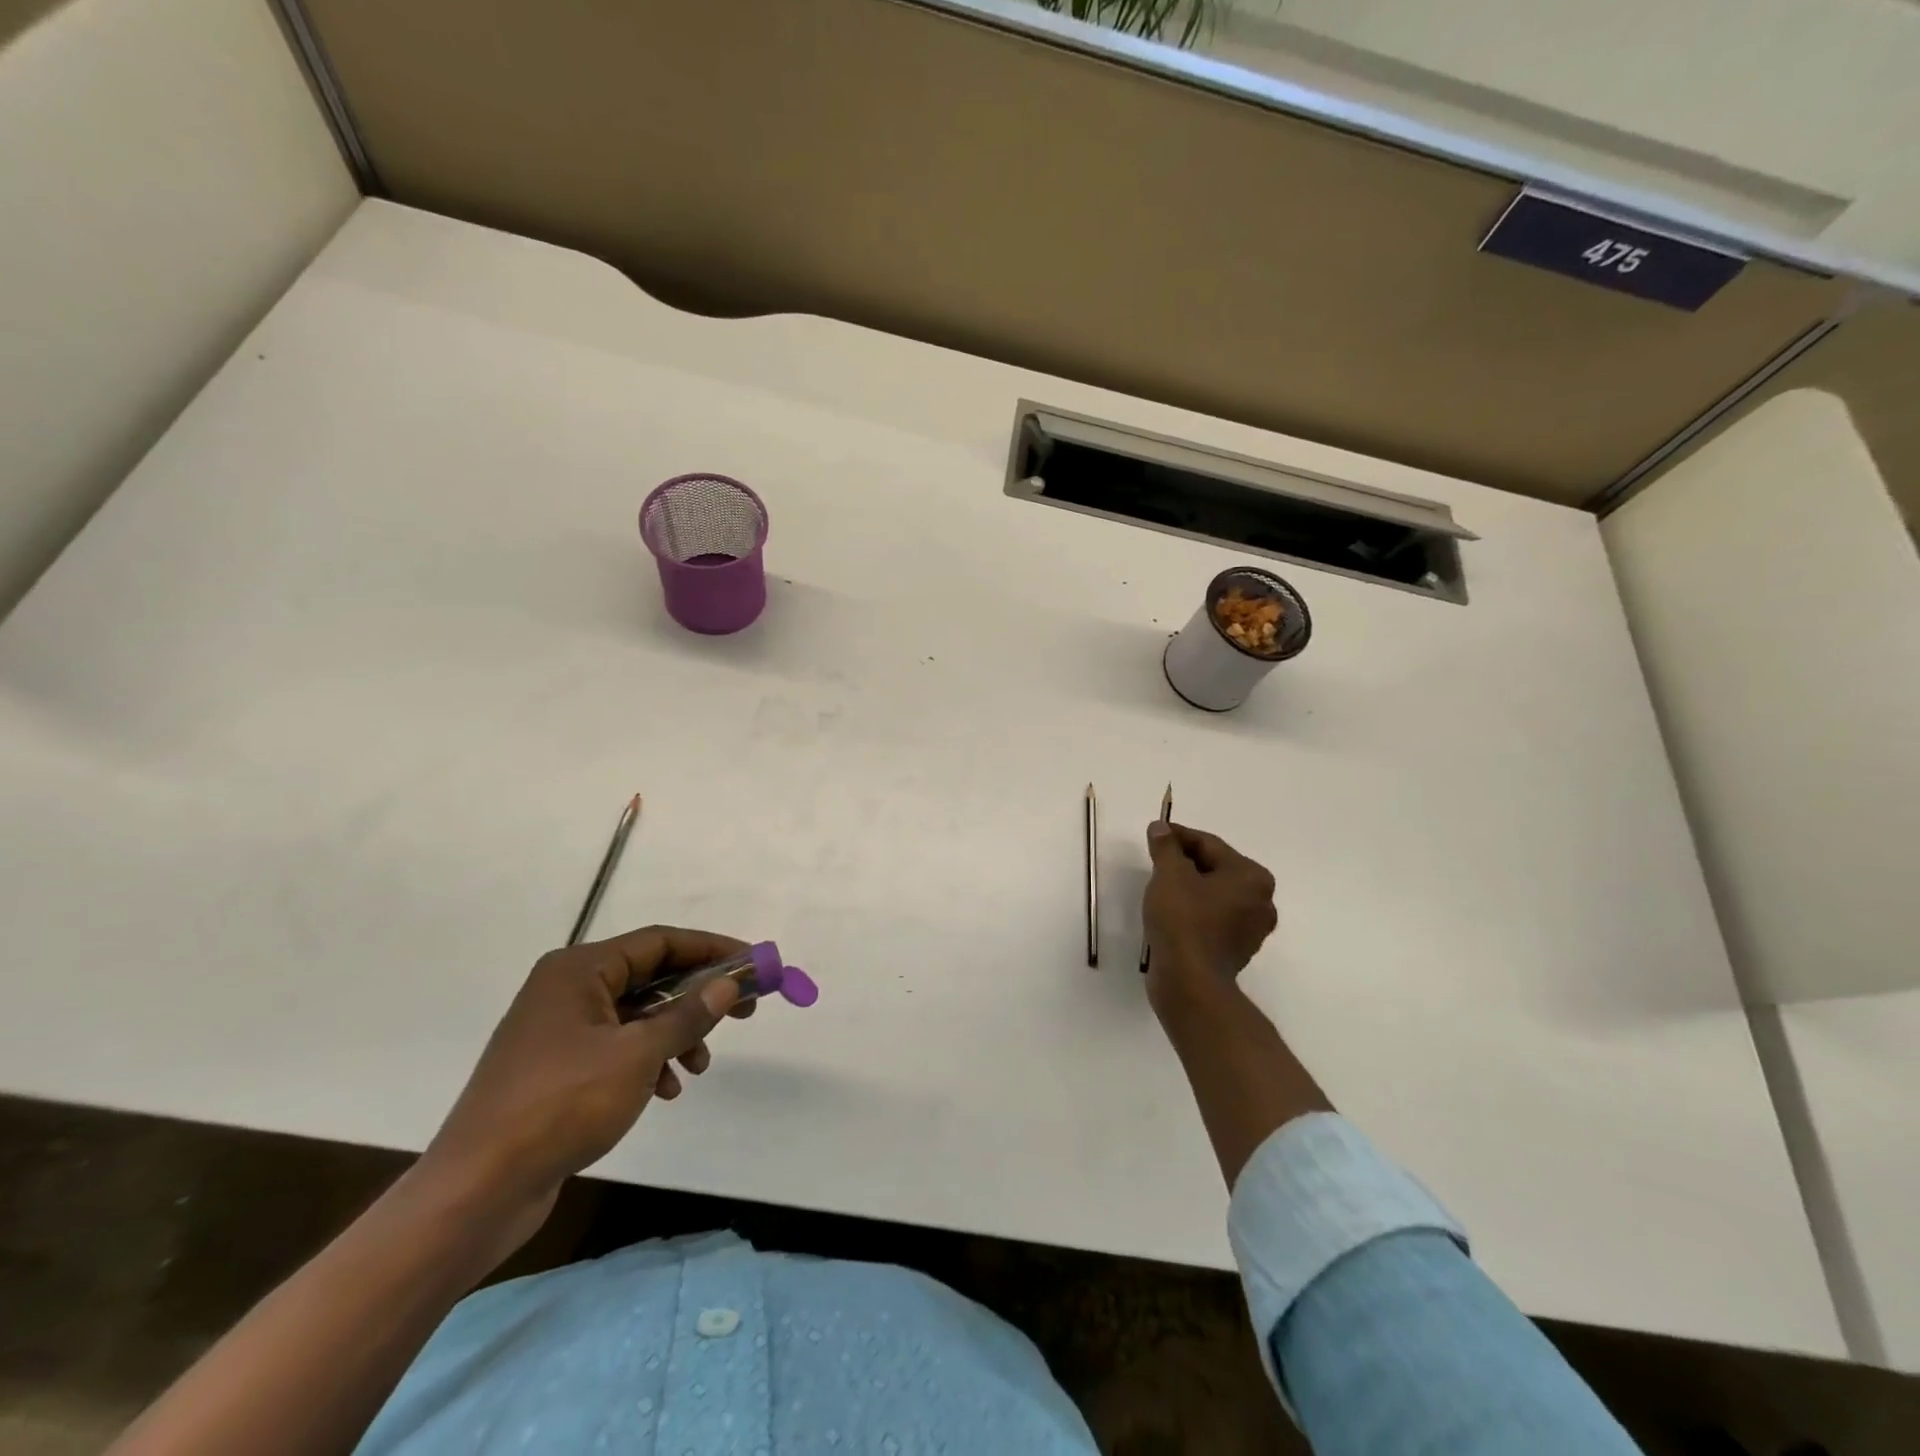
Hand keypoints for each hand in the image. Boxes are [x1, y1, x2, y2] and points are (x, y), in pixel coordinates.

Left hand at [420, 925, 754, 1255]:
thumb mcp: (637, 1055)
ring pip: (637, 1014)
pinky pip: (617, 1046)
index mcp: (579, 969)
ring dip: (676, 1033)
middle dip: (698, 994)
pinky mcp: (556, 1068)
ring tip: (700, 1064)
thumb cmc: (560, 1106)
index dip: (711, 949)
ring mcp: (559, 1029)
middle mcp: (567, 989)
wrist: (476, 1192)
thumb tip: (729, 984)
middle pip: (650, 975)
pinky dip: (648, 1060)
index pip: (660, 942)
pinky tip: (667, 1089)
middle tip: (743, 1010)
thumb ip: (688, 1015)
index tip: (753, 964)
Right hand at [1142, 822, 1277, 1011]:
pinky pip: (1213, 918)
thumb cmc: (1183, 920)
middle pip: (1216, 868)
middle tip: (1155, 860)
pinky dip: (1195, 910)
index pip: (1210, 844)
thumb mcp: (1169, 874)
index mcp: (1252, 877)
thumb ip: (1166, 846)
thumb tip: (1161, 827)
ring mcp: (1251, 929)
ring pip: (1214, 894)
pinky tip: (1171, 912)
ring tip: (1160, 885)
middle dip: (1185, 861)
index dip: (1178, 836)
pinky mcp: (1236, 950)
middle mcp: (1261, 901)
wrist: (1189, 982)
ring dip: (1189, 886)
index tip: (1154, 833)